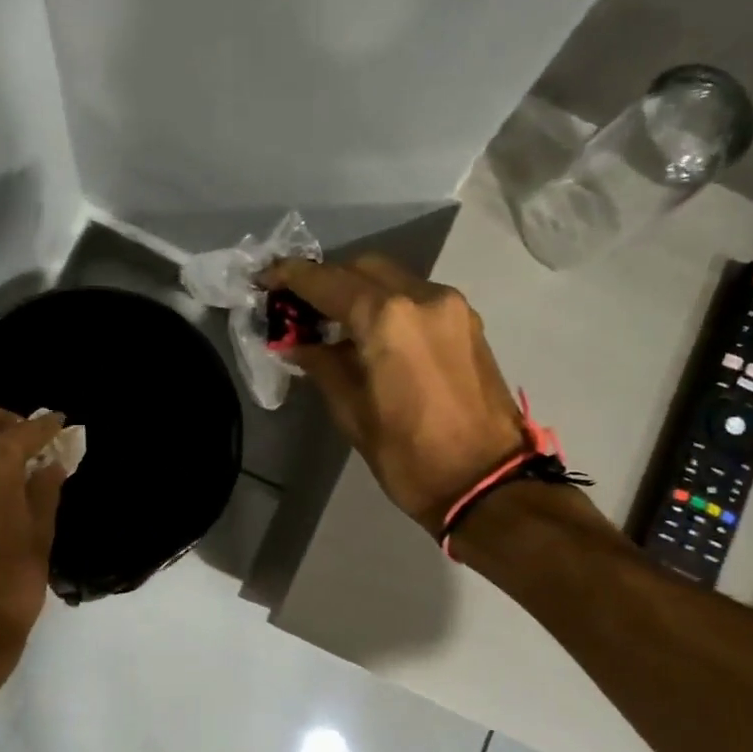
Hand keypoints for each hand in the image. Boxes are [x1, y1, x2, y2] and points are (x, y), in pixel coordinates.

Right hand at [266, 256, 526, 534]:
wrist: (486, 483)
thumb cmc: (410, 456)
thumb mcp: (352, 414)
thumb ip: (322, 366)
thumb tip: (297, 343)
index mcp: (388, 319)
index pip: (328, 282)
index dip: (291, 277)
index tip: (266, 278)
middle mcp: (423, 297)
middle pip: (363, 268)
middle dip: (328, 281)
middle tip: (299, 308)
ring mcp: (452, 307)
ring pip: (394, 280)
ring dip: (360, 292)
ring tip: (333, 323)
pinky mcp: (468, 324)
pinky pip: (417, 298)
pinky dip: (389, 305)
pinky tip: (372, 335)